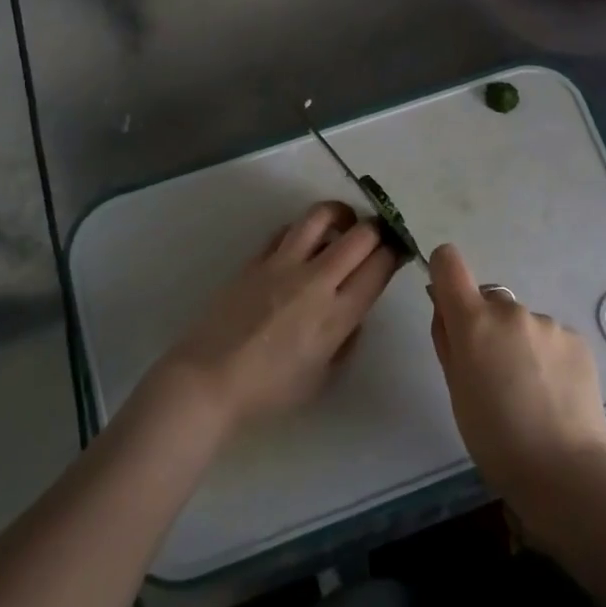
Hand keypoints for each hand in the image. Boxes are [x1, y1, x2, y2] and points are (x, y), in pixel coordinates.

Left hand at [152, 201, 401, 434]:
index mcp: (338, 315)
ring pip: (321, 216)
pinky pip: (288, 229)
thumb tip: (354, 311)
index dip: (395, 253)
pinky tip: (304, 242)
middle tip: (376, 237)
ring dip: (342, 214)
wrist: (208, 381)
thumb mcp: (323, 377)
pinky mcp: (256, 259)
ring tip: (345, 223)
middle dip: (377, 230)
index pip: (380, 266)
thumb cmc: (269, 391)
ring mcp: (283, 264)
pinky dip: (304, 229)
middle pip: (361, 234)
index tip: (397, 252)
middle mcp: (316, 281)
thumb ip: (346, 339)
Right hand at [427, 244, 605, 510]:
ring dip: (518, 342)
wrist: (564, 471)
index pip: (449, 262)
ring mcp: (548, 323)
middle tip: (492, 372)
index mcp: (474, 321)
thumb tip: (443, 305)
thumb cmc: (494, 438)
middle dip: (485, 324)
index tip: (447, 303)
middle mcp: (511, 310)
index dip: (444, 274)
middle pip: (488, 299)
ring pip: (521, 322)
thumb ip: (447, 339)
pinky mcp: (577, 339)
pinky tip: (552, 393)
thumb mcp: (455, 389)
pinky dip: (546, 356)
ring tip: (528, 391)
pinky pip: (550, 337)